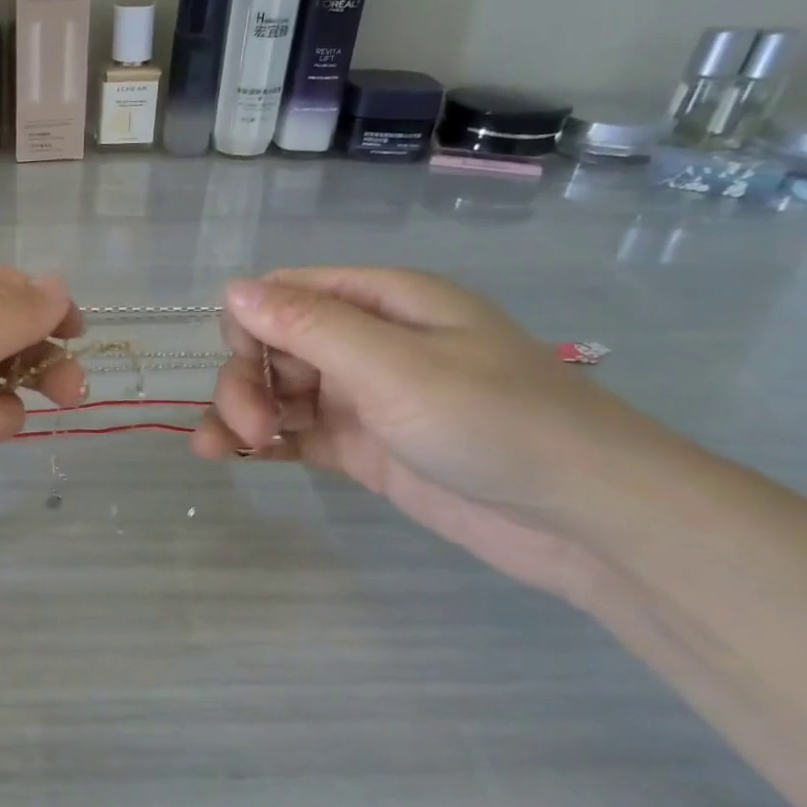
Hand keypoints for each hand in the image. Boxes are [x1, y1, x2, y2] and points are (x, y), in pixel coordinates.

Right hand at [192, 268, 680, 605]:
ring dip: (242, 413)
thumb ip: (308, 326)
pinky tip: (234, 457)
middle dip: (246, 381)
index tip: (247, 367)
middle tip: (247, 430)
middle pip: (274, 346)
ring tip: (224, 452)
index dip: (250, 324)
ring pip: (278, 392)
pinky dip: (262, 442)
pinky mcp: (362, 447)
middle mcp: (366, 342)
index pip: (285, 293)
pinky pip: (296, 433)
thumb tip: (233, 287)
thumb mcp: (393, 365)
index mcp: (380, 302)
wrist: (582, 518)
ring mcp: (363, 397)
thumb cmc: (493, 421)